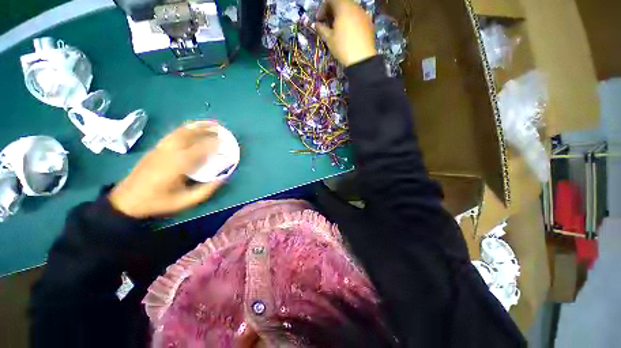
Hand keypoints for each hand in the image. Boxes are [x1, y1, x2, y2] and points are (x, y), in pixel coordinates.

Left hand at [109, 121, 223, 217]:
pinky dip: (185, 128)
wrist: (126, 201)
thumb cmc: (158, 202)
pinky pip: (173, 134)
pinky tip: (192, 129)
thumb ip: (206, 190)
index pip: (200, 149)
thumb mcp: (185, 201)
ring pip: (180, 131)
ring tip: (209, 123)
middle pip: (189, 134)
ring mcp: (160, 148)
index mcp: (177, 165)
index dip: (215, 145)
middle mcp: (169, 152)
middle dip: (206, 129)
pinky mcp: (155, 148)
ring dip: (196, 126)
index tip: (226, 143)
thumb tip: (223, 177)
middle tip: (221, 128)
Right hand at [314, 0, 376, 66]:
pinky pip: (358, 17)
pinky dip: (351, 21)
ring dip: (342, 16)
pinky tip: (348, 34)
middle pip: (342, 3)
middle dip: (333, 12)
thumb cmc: (343, 48)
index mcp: (343, 7)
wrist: (362, 60)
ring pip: (351, 10)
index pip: (331, 0)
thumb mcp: (329, 39)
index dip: (323, 8)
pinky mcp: (369, 23)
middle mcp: (355, 6)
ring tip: (338, 30)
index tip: (319, 21)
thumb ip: (322, 29)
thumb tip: (317, 24)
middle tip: (328, 24)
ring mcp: (364, 14)